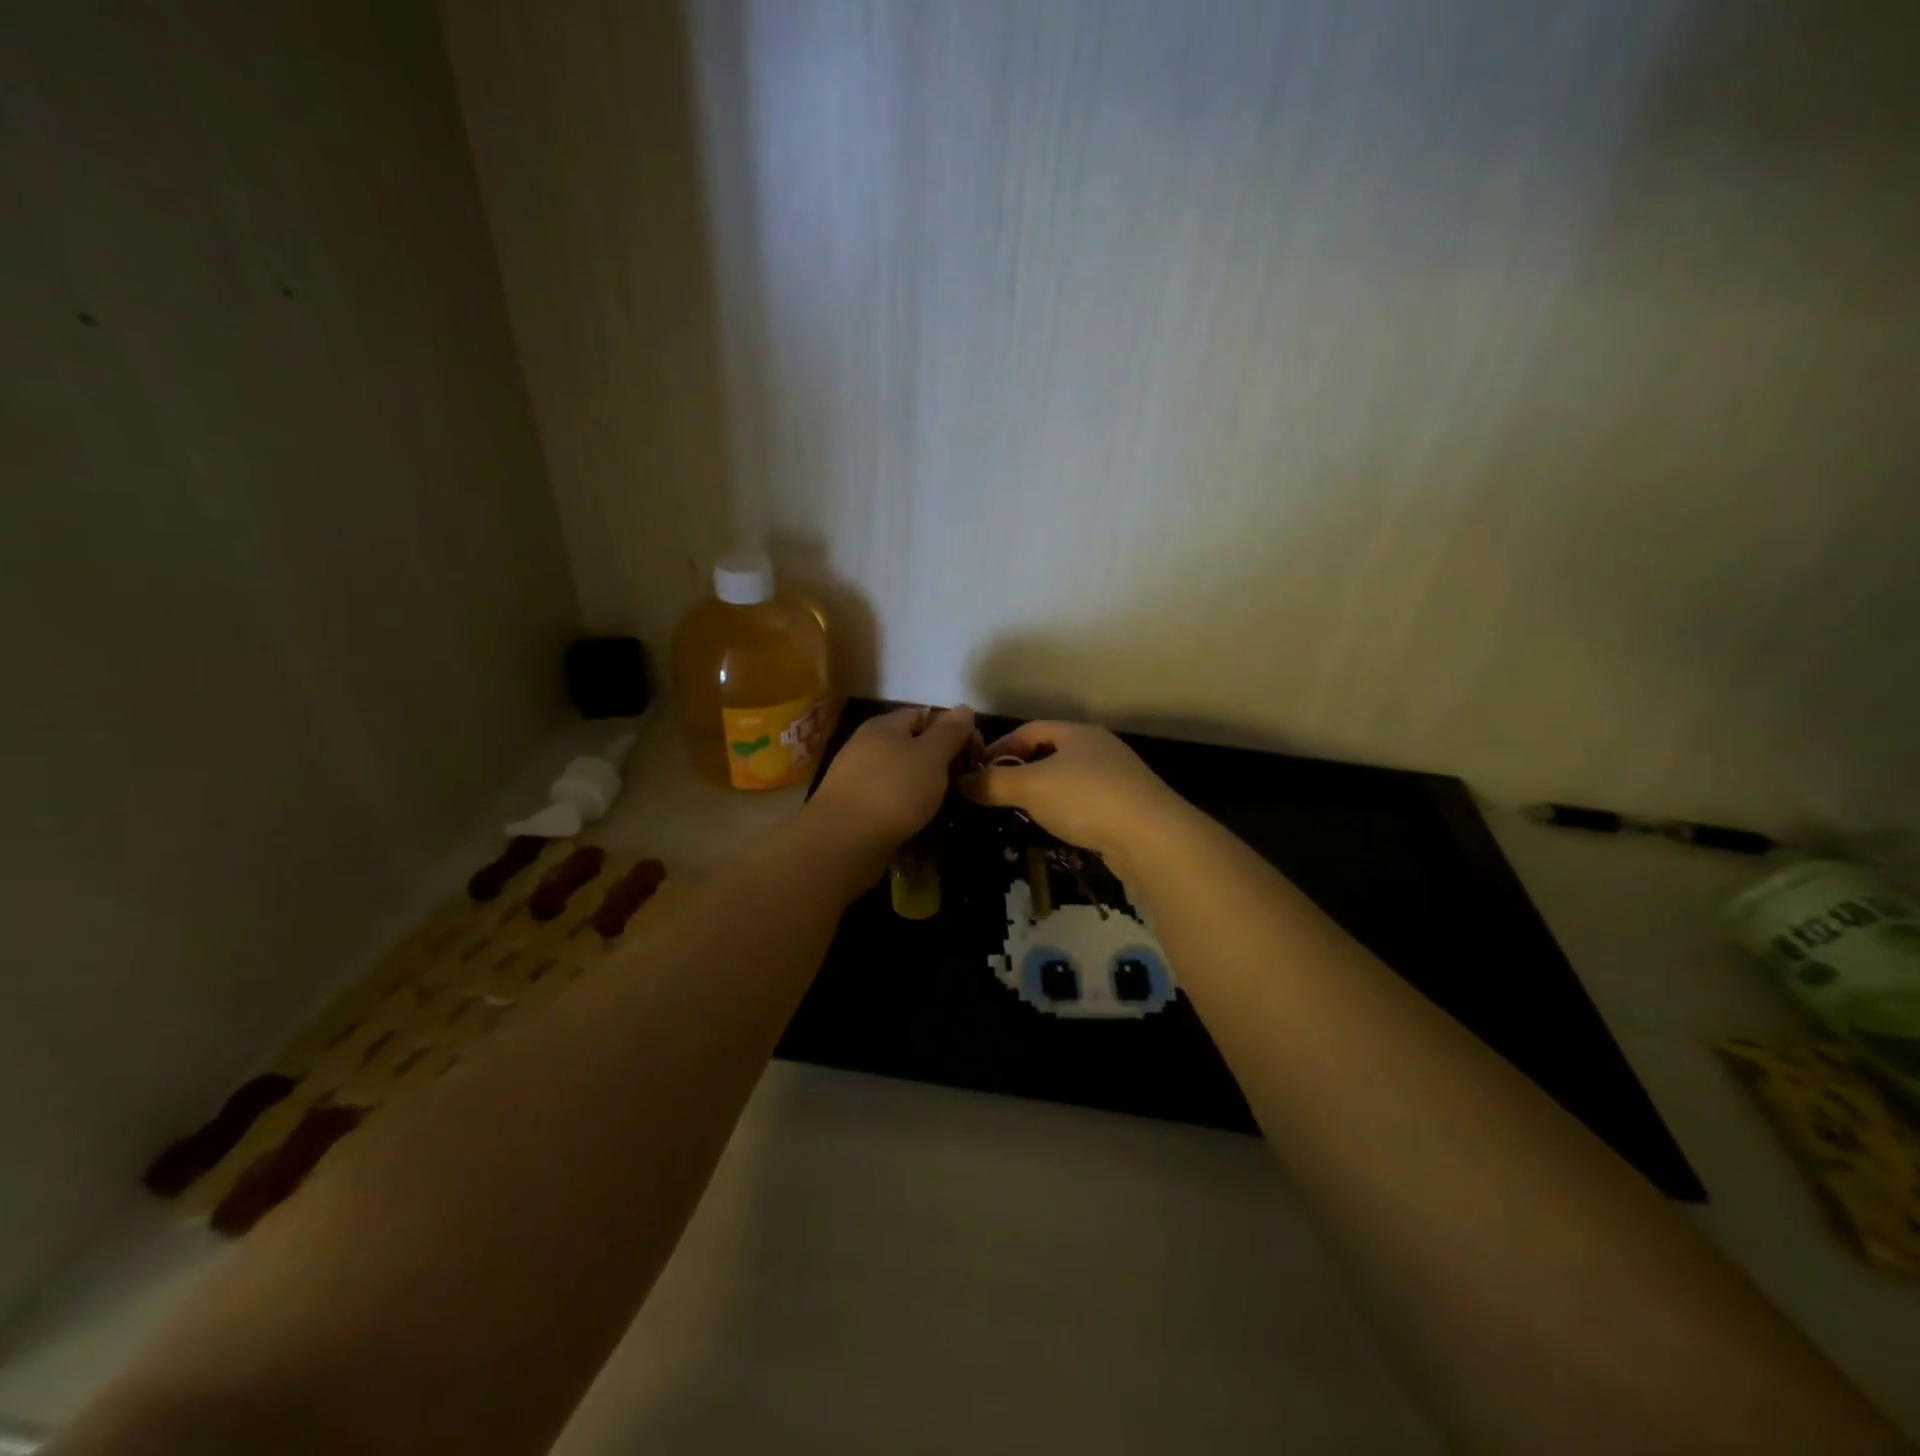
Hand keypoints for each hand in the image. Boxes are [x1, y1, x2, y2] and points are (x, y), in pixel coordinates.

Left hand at [806, 705, 977, 862]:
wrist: (842, 842)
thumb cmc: (893, 791)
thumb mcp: (931, 756)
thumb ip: (949, 732)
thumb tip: (964, 707)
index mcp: (884, 726)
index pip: (925, 715)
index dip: (952, 730)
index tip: (975, 753)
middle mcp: (866, 746)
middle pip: (912, 745)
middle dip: (940, 761)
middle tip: (964, 780)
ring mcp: (857, 778)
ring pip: (901, 774)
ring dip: (924, 787)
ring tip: (946, 804)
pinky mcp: (854, 807)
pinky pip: (888, 799)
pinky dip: (906, 807)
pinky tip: (919, 821)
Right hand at [957, 720, 1184, 859]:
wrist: (1151, 836)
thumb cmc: (1085, 798)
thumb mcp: (1030, 787)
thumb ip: (993, 783)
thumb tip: (960, 781)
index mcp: (1077, 733)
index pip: (1030, 729)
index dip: (1000, 746)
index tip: (976, 767)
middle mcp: (1099, 748)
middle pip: (1050, 753)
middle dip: (1020, 771)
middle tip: (994, 792)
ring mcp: (1117, 778)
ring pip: (1068, 780)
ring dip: (1042, 794)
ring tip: (1019, 813)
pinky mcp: (1127, 807)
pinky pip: (1085, 803)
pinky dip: (1064, 812)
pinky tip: (1055, 829)